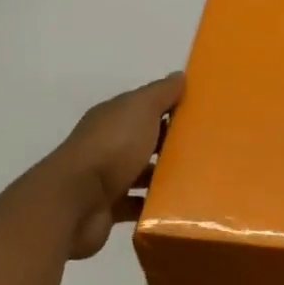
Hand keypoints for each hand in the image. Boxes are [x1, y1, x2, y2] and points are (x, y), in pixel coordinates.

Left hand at [47, 73, 183, 259]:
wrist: (77, 200)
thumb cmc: (113, 147)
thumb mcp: (141, 109)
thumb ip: (160, 93)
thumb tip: (179, 76)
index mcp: (113, 118)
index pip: (143, 108)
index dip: (169, 109)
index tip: (200, 116)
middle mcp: (107, 145)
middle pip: (144, 141)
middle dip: (170, 144)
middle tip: (206, 150)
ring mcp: (105, 178)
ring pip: (140, 174)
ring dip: (162, 176)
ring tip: (197, 180)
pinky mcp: (108, 208)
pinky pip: (136, 204)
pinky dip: (152, 206)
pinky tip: (176, 208)